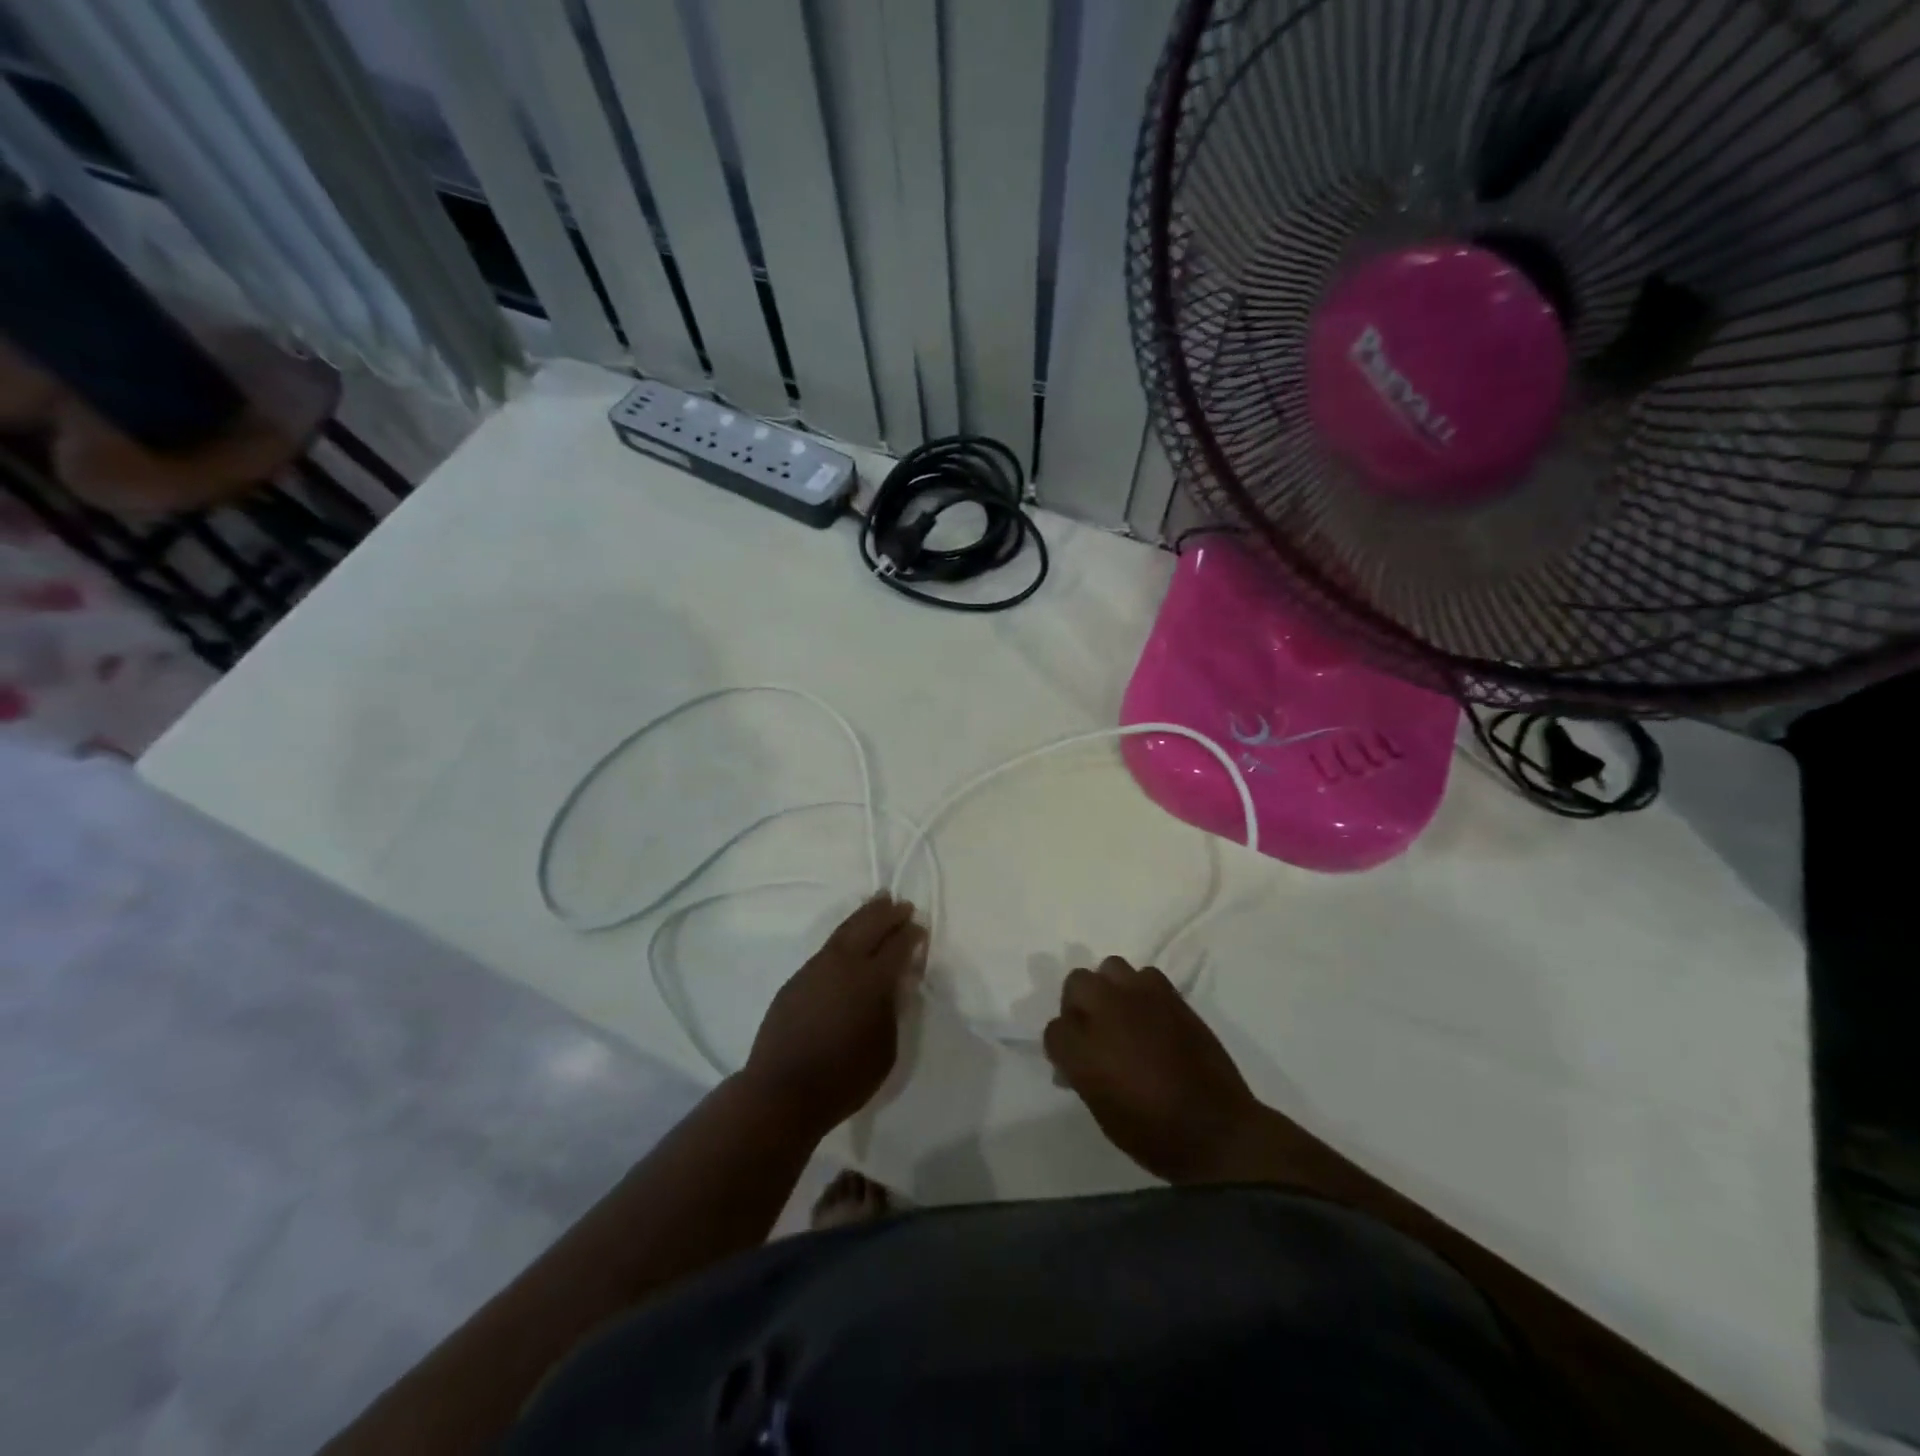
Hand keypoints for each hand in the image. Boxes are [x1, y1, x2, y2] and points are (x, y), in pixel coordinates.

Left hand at [742, 894, 926, 1134]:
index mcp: (872, 981)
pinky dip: (844, 935)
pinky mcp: (797, 979)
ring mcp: (816, 968)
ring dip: (864, 915)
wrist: (782, 1091)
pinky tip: (848, 939)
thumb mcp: (886, 1049)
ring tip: (877, 903)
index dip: (911, 935)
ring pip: (845, 930)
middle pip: (870, 926)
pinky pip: (827, 948)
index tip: (920, 928)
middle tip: (902, 905)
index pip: (898, 946)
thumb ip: (893, 1010)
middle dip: (888, 914)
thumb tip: (895, 984)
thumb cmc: (844, 1078)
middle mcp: (845, 964)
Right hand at [1043, 957, 1263, 1184]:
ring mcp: (1140, 998)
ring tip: (1122, 1014)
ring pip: (1110, 968)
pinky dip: (1142, 990)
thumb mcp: (1102, 1111)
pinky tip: (1150, 1014)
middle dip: (1078, 1004)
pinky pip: (1146, 975)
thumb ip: (1082, 1074)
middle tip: (1093, 1030)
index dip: (1062, 1047)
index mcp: (1083, 1050)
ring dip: (1110, 988)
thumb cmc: (1153, 1134)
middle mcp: (1106, 1013)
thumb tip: (1076, 1061)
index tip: (1073, 1062)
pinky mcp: (1171, 995)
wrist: (1216, 1131)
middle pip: (1076, 983)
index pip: (1054, 1029)